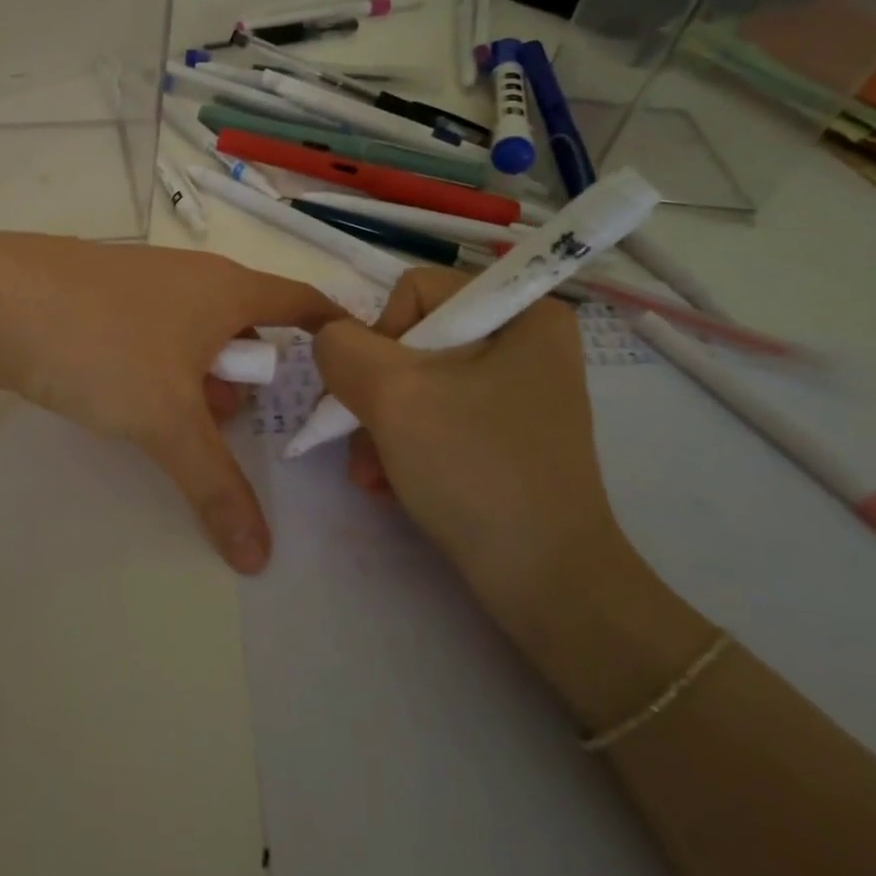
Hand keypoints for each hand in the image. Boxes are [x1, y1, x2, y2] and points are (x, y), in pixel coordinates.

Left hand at [0, 233, 342, 573]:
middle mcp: (191, 274)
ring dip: (199, 375)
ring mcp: (142, 278)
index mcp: (226, 288)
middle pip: (246, 324)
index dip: (332, 329)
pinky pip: (152, 328)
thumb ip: (217, 486)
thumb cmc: (102, 347)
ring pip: (194, 330)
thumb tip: (259, 556)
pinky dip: (159, 363)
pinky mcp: (99, 290)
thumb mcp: (167, 422)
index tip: (353, 358)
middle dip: (250, 376)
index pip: (302, 301)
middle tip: (241, 425)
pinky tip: (127, 395)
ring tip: (181, 421)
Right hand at [311, 269, 634, 638]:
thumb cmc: (475, 470)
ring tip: (373, 474)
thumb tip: (330, 341)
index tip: (381, 396)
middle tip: (363, 444)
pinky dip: (403, 446)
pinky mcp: (505, 433)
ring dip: (380, 427)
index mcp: (521, 313)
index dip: (381, 338)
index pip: (414, 292)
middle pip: (411, 341)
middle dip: (375, 395)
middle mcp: (524, 342)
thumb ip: (343, 348)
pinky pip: (435, 416)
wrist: (544, 582)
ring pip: (415, 383)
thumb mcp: (395, 395)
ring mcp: (516, 392)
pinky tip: (390, 483)